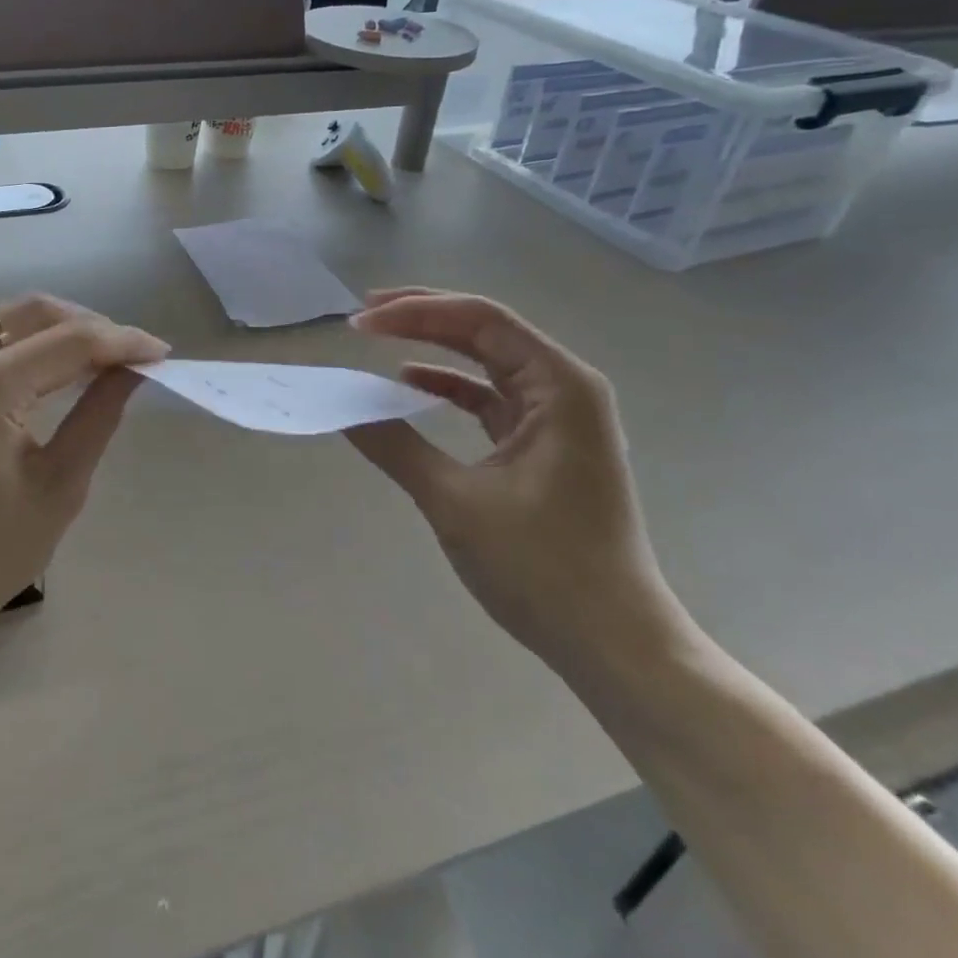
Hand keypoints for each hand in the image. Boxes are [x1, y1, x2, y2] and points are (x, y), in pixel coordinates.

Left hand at [0, 294, 168, 691]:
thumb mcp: (57, 488)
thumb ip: (98, 415)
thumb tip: (134, 370)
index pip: (68, 341)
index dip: (122, 341)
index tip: (161, 352)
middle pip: (31, 312)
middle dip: (89, 324)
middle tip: (130, 355)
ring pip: (3, 320)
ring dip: (54, 330)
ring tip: (97, 361)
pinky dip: (21, 346)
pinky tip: (49, 371)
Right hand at [344, 288, 684, 670]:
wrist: (615, 645)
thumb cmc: (544, 569)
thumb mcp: (457, 502)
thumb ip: (395, 446)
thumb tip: (341, 408)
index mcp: (559, 387)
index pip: (480, 321)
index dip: (416, 312)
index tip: (361, 322)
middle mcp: (564, 388)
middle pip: (486, 330)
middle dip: (422, 317)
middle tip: (363, 316)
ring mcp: (558, 417)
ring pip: (487, 360)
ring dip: (434, 346)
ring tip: (379, 336)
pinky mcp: (545, 444)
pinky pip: (491, 397)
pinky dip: (450, 387)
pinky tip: (411, 386)